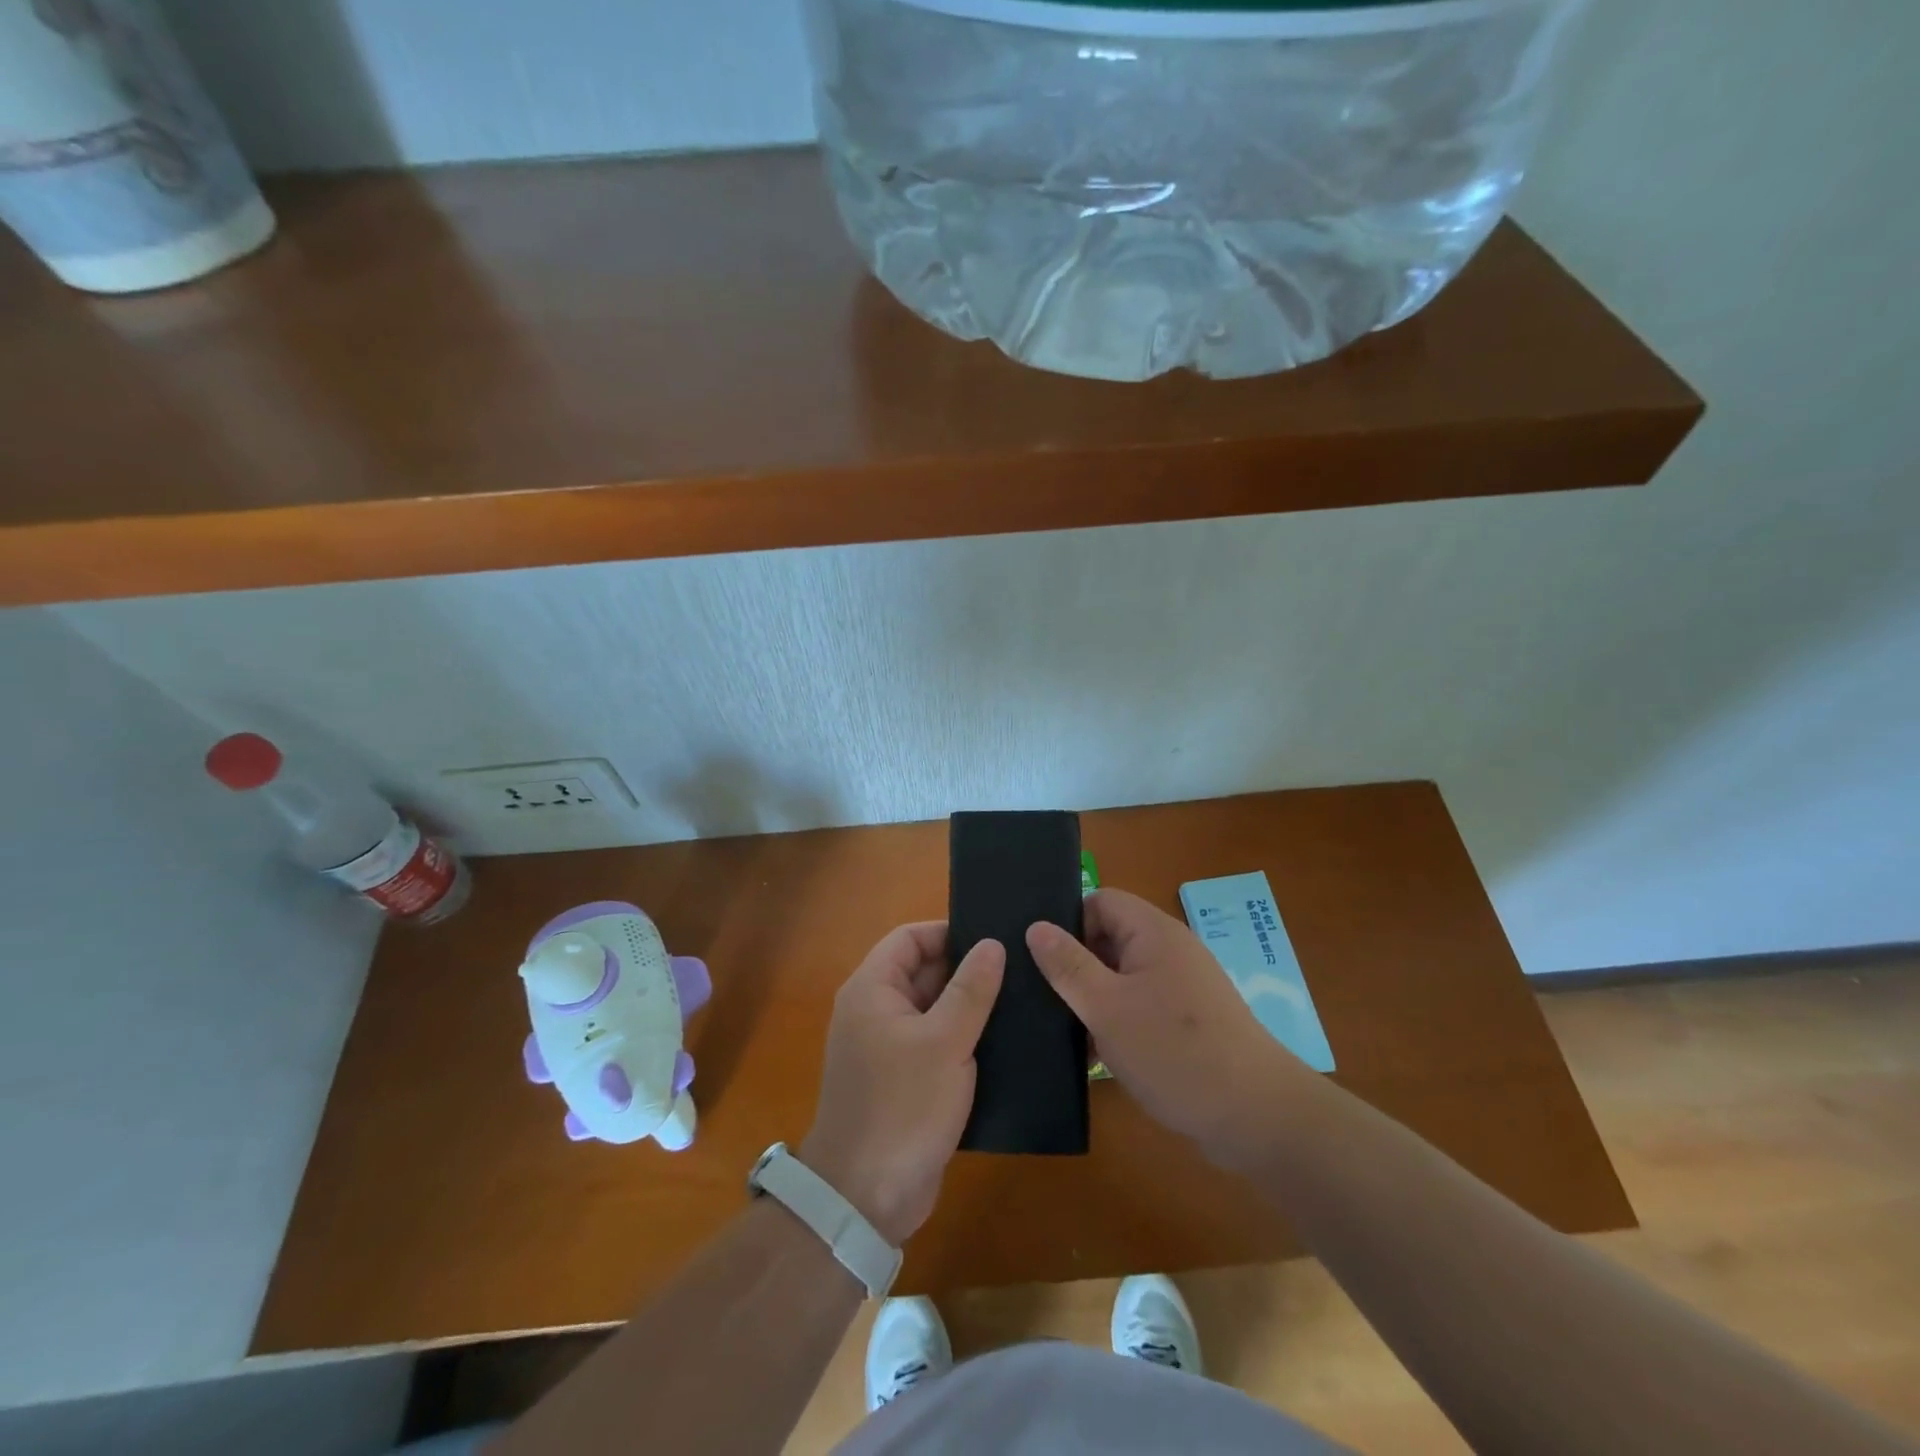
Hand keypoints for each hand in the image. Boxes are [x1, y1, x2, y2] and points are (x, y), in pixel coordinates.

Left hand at [801, 923, 1004, 1245]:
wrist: (864, 1199)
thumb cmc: (902, 1107)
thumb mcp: (944, 1042)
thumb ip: (971, 990)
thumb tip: (992, 944)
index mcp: (872, 990)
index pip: (909, 939)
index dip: (948, 932)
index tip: (993, 937)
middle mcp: (875, 1012)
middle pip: (922, 972)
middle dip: (966, 969)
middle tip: (1019, 967)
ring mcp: (888, 1049)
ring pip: (933, 1010)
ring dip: (969, 1007)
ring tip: (1021, 999)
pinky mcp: (903, 1082)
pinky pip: (935, 1044)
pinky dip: (963, 1040)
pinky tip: (1004, 1042)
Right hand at [1027, 889, 1310, 1168]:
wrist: (1255, 1118)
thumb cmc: (1174, 1052)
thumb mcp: (1107, 1007)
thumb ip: (1068, 965)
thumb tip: (1036, 926)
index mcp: (1153, 932)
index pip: (1099, 900)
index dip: (1067, 921)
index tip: (1039, 957)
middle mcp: (1169, 950)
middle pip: (1109, 938)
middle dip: (1074, 964)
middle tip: (1039, 995)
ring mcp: (1181, 987)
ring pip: (1121, 977)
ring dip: (1092, 998)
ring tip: (1057, 1029)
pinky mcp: (1187, 1021)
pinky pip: (1139, 1006)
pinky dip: (1115, 1022)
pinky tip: (1091, 1055)